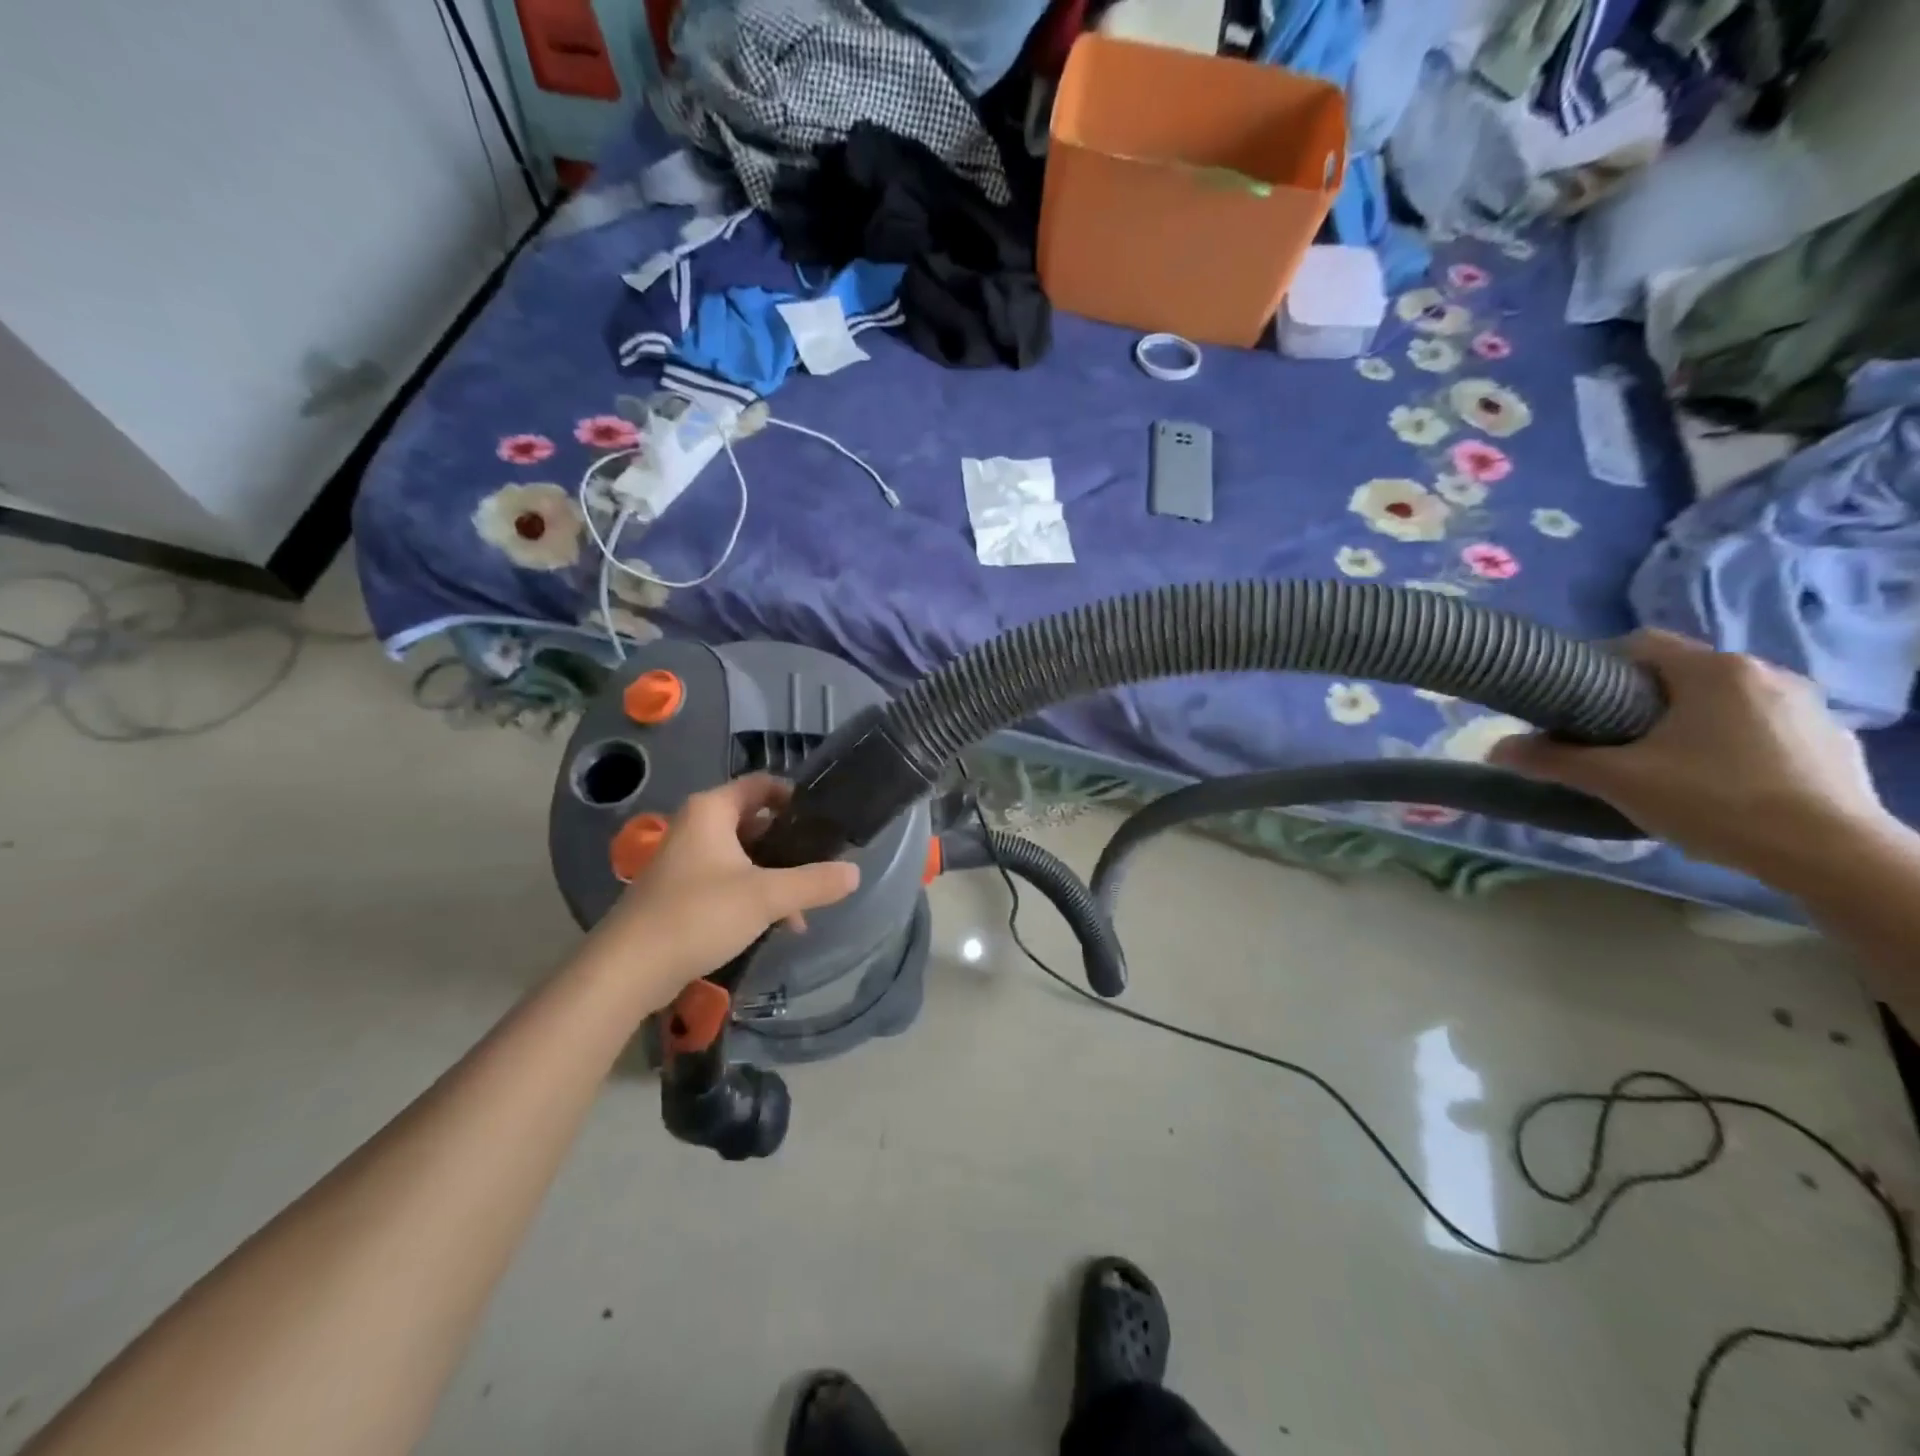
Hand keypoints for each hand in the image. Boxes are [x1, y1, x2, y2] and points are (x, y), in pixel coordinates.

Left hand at [589, 775, 859, 997]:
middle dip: (790, 845)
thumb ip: (814, 882)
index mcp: (712, 811)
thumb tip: (855, 872)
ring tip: (804, 908)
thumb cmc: (697, 915)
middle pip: (756, 821)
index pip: (762, 784)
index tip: (826, 819)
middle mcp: (697, 826)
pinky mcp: (682, 892)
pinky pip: (728, 880)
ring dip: (775, 876)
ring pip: (744, 856)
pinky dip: (754, 894)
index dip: (795, 796)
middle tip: (822, 864)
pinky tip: (776, 924)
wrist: (628, 970)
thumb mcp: (766, 896)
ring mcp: (686, 860)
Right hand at [1489, 629, 1898, 888]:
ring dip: (1686, 720)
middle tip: (1607, 738)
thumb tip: (1495, 748)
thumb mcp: (1617, 781)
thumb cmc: (1715, 801)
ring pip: (1721, 699)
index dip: (1597, 665)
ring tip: (1660, 762)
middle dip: (1638, 699)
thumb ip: (1552, 760)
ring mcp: (1808, 706)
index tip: (1573, 701)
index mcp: (1714, 670)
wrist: (1832, 855)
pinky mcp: (1833, 740)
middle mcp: (1765, 673)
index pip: (1640, 643)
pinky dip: (1731, 742)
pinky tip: (1718, 782)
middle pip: (1680, 672)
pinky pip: (1762, 726)